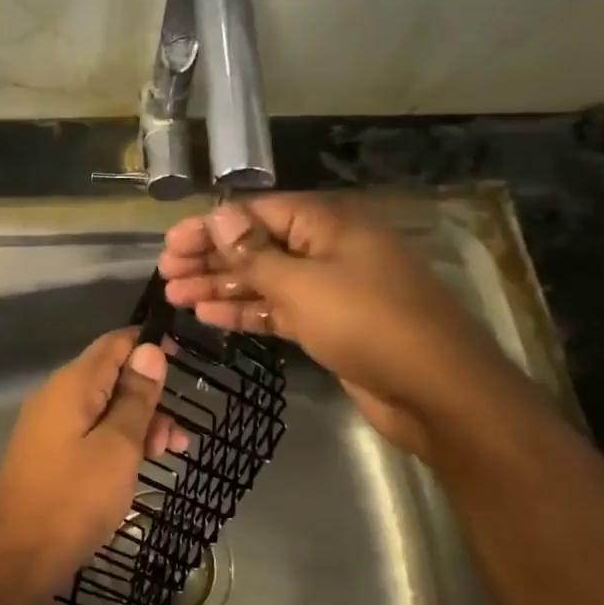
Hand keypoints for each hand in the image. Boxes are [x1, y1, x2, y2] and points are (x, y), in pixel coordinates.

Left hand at [0, 328, 180, 602]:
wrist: (16, 557)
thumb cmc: (74, 499)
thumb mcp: (118, 447)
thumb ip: (135, 398)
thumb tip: (150, 350)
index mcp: (73, 384)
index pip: (115, 343)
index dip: (150, 346)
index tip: (187, 361)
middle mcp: (58, 396)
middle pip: (112, 377)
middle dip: (150, 397)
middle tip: (178, 437)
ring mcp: (51, 426)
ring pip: (105, 408)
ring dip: (139, 425)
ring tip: (168, 455)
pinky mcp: (51, 454)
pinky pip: (91, 433)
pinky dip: (119, 443)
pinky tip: (139, 468)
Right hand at [157, 195, 522, 454]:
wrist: (437, 391)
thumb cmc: (368, 324)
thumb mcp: (303, 285)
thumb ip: (255, 253)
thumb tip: (218, 217)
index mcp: (328, 224)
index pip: (258, 212)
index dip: (211, 226)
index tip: (171, 243)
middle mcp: (328, 249)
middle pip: (258, 245)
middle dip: (211, 257)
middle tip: (166, 272)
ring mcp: (331, 289)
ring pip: (265, 280)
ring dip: (221, 286)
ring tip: (176, 295)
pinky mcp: (330, 325)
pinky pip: (280, 309)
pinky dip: (247, 311)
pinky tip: (209, 316)